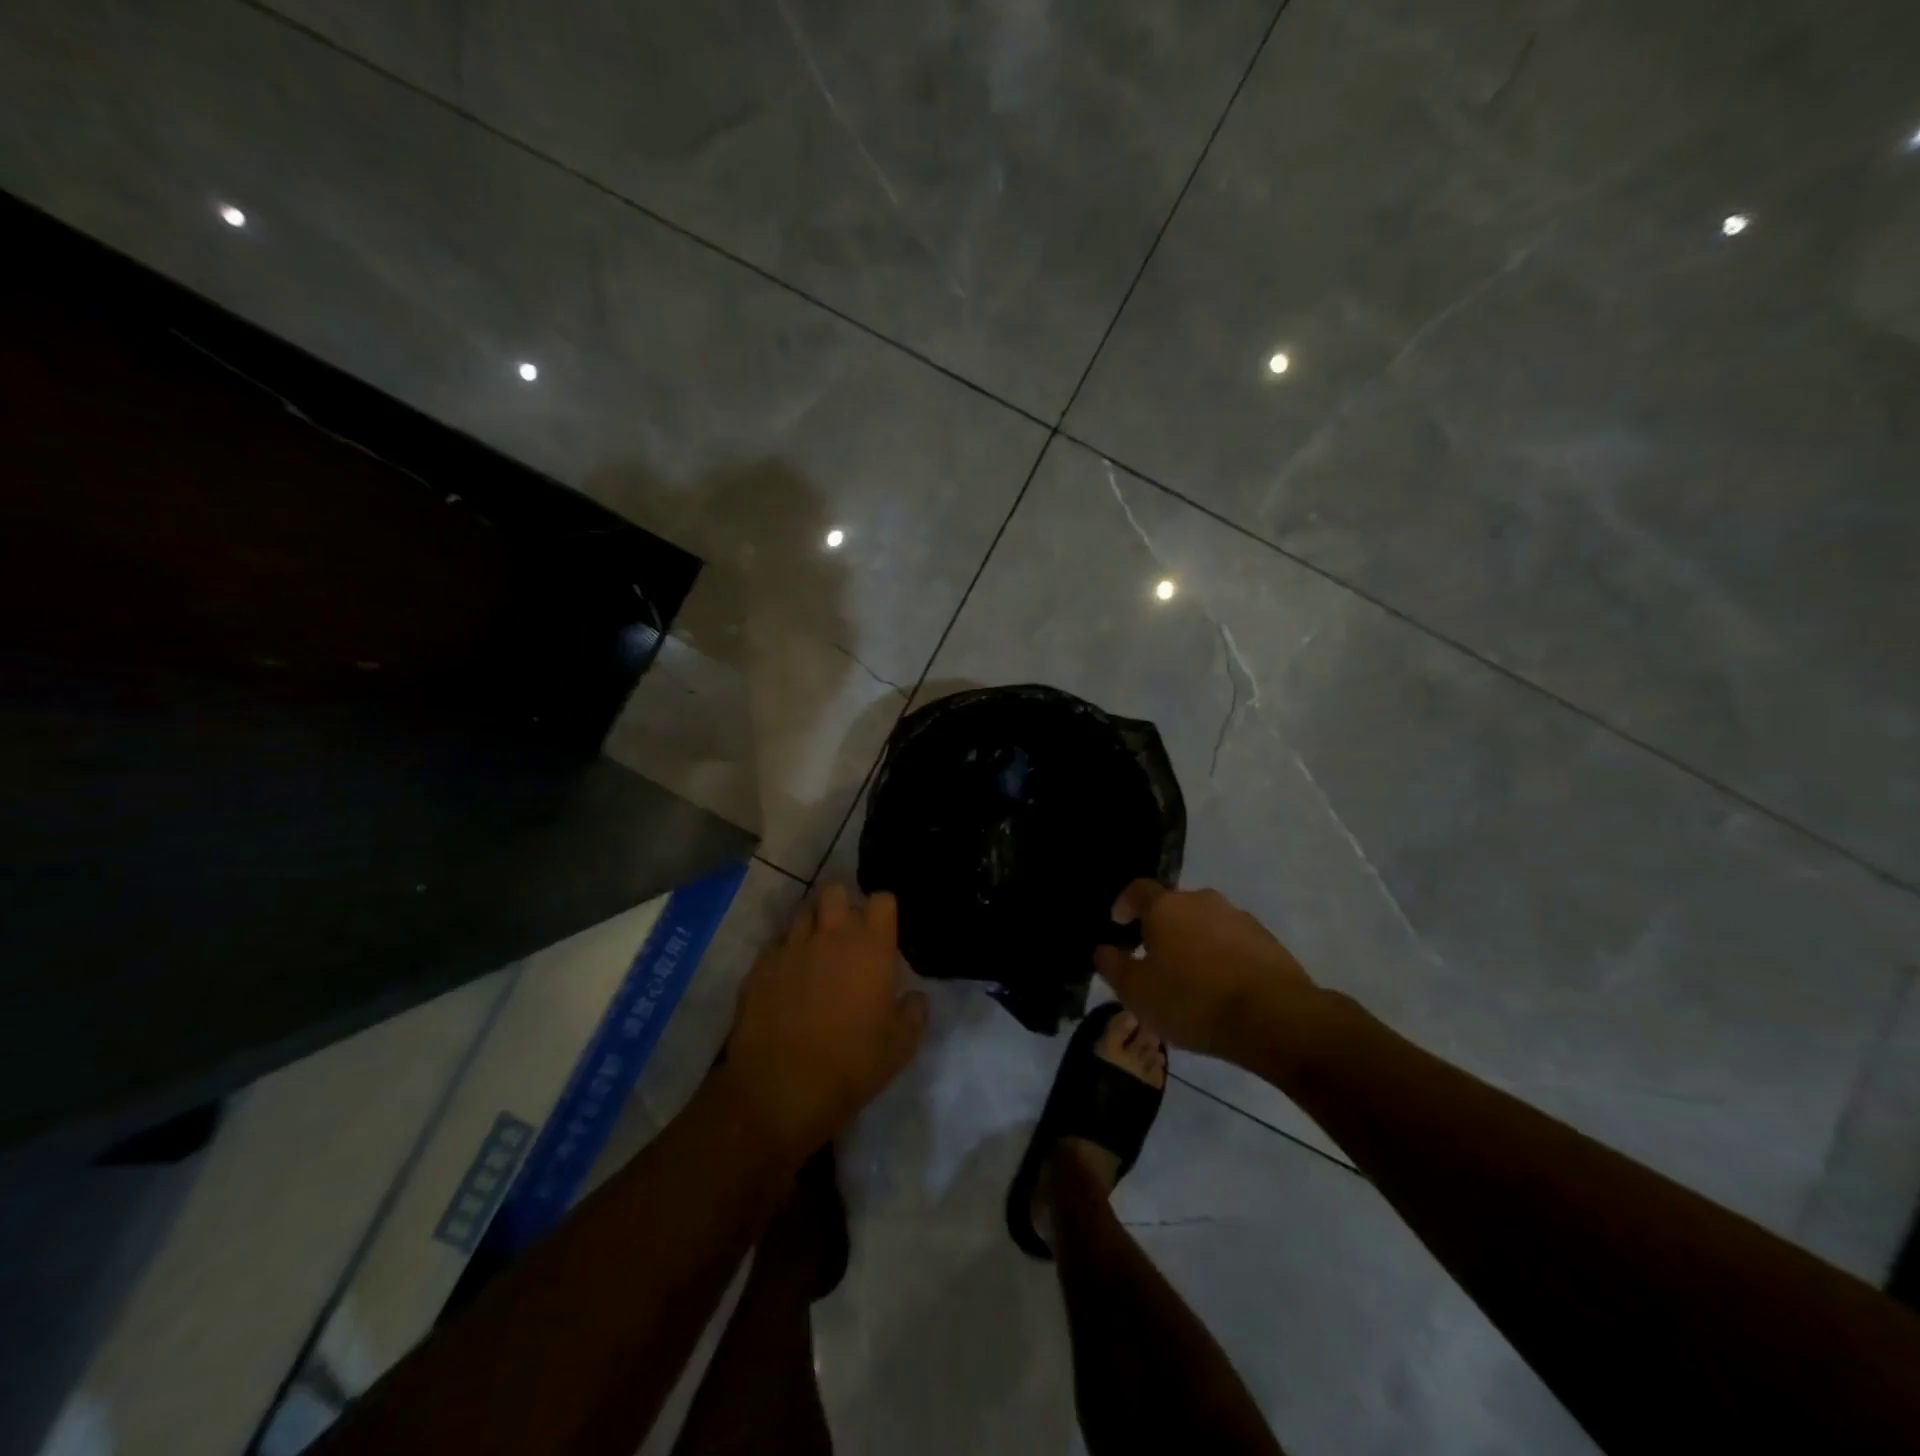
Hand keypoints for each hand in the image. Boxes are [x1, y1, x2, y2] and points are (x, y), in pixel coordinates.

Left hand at [718, 883, 927, 1163]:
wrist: (780, 1089)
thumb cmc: (851, 1065)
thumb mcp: (900, 1047)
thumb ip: (914, 1013)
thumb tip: (915, 998)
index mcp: (870, 946)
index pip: (882, 899)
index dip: (883, 910)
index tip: (882, 930)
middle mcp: (830, 934)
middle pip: (835, 889)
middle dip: (842, 902)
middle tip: (846, 930)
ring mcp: (791, 947)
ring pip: (802, 912)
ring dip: (812, 924)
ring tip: (815, 950)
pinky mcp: (760, 966)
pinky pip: (776, 944)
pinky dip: (785, 953)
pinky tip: (788, 978)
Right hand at [1093, 881, 1316, 1064]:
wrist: (1273, 1017)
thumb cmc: (1192, 1000)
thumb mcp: (1137, 992)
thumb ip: (1114, 967)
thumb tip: (1103, 950)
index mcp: (1166, 906)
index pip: (1137, 890)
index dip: (1124, 904)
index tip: (1118, 924)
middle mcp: (1202, 900)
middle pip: (1173, 907)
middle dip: (1161, 928)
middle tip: (1154, 959)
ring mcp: (1238, 917)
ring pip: (1205, 924)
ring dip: (1194, 942)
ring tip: (1191, 978)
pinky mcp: (1267, 940)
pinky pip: (1233, 942)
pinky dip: (1222, 957)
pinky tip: (1222, 988)